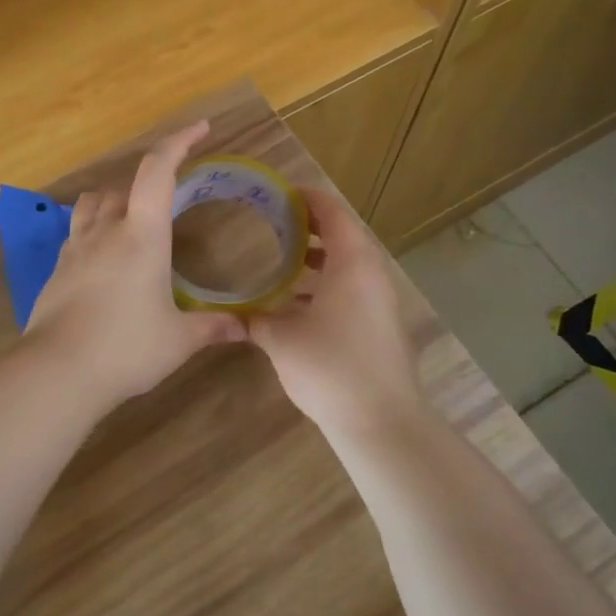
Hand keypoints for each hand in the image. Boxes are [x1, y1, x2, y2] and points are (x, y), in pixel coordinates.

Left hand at [25, 121, 246, 402]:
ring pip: (92, 206)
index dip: (178, 142)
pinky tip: (104, 263)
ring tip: (131, 225)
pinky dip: (93, 234)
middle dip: (147, 185)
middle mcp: (106, 231)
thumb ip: (213, 327)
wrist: (58, 372)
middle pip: (122, 187)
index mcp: (142, 235)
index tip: (199, 129)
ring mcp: (75, 250)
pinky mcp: (57, 272)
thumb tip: (245, 327)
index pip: (158, 171)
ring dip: (113, 203)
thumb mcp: (179, 340)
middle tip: (169, 203)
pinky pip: (76, 235)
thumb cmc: (127, 348)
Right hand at [248, 188, 424, 440]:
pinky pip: (353, 290)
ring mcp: (381, 303)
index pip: (332, 213)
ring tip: (285, 258)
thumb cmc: (329, 366)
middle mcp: (371, 275)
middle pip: (344, 236)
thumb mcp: (281, 339)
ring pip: (349, 266)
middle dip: (311, 226)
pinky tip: (298, 304)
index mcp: (352, 263)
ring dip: (320, 257)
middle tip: (277, 222)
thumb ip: (255, 320)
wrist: (380, 421)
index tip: (280, 194)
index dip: (307, 198)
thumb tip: (235, 315)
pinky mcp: (380, 327)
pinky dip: (327, 285)